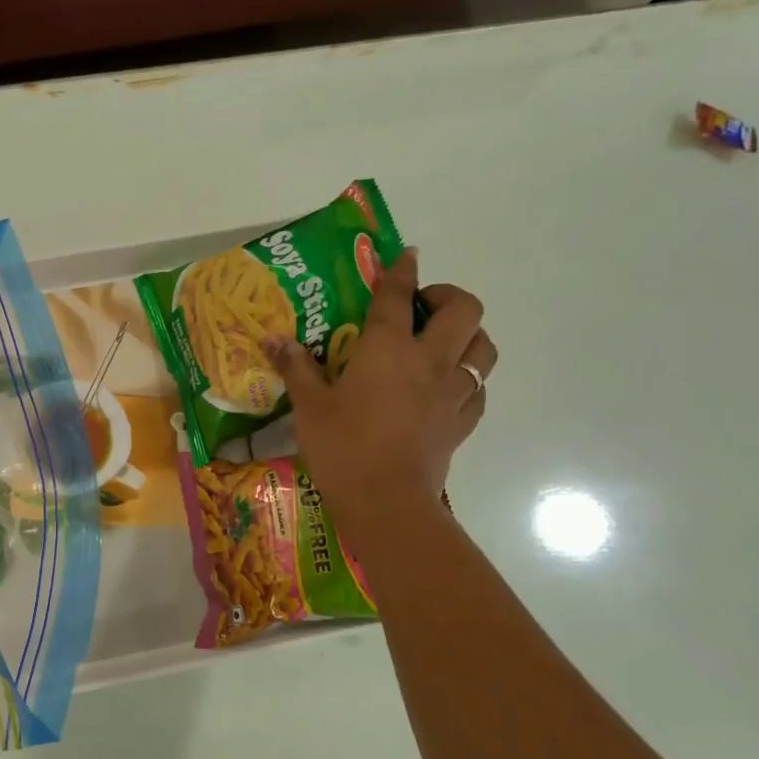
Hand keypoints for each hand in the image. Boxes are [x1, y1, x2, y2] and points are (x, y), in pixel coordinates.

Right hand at [268, 249, 494, 544]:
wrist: (386, 502)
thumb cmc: (343, 448)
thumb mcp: (309, 406)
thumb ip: (296, 368)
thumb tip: (274, 339)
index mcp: (388, 349)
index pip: (398, 296)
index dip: (402, 270)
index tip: (406, 255)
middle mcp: (430, 361)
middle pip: (464, 309)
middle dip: (448, 296)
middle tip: (422, 308)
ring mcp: (453, 392)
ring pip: (483, 347)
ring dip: (468, 336)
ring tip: (442, 344)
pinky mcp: (462, 423)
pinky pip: (479, 389)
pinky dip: (469, 380)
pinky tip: (447, 389)